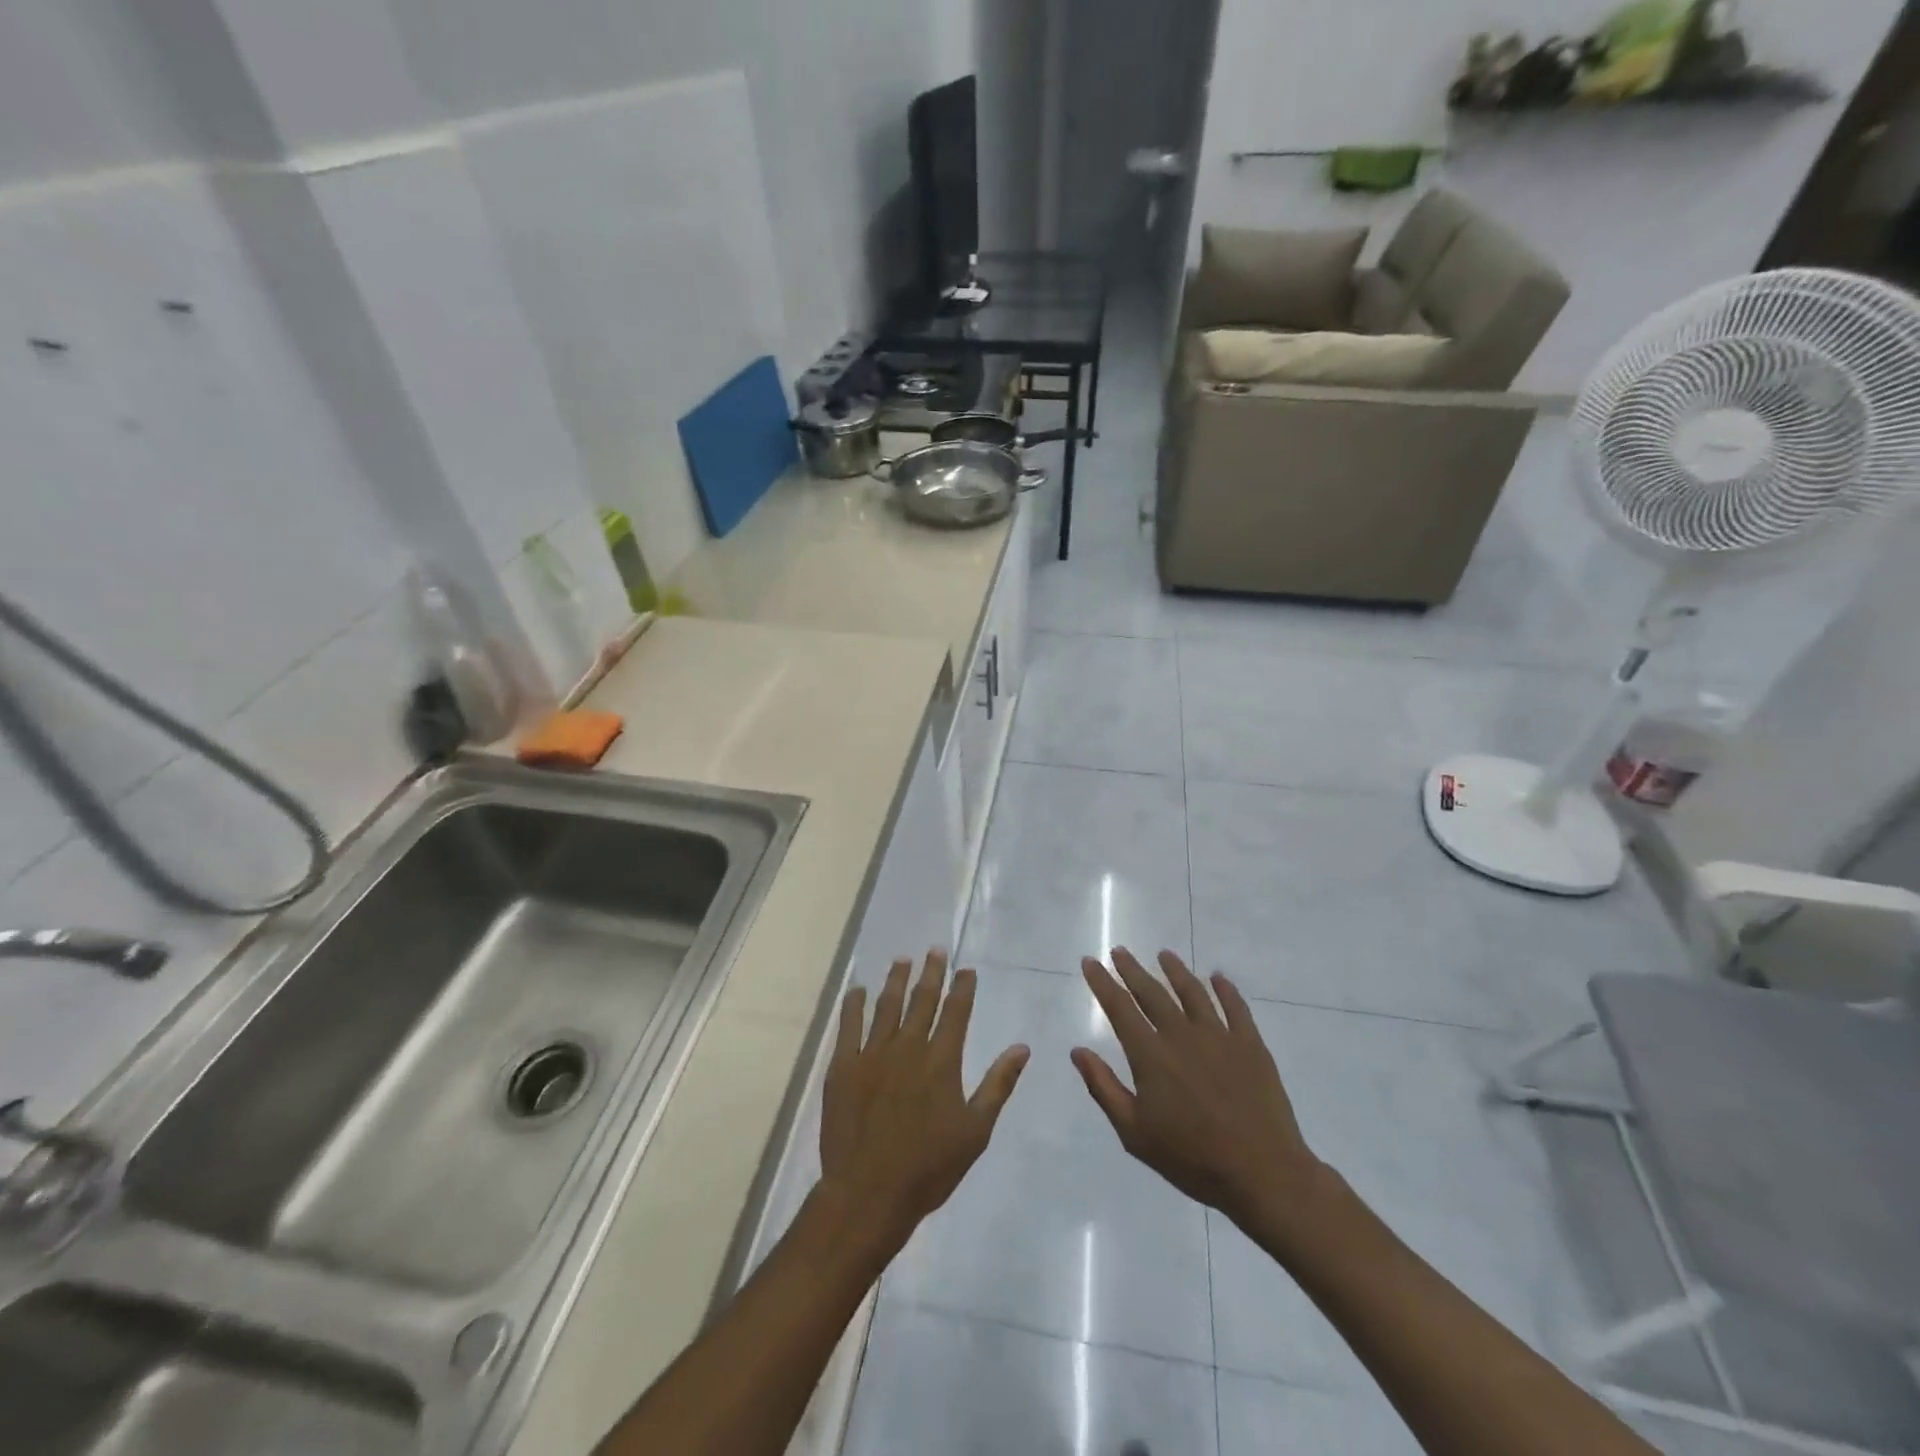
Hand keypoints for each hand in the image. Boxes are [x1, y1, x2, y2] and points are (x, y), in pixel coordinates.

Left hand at [818, 952, 1029, 1252]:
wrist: (869, 1193)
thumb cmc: (928, 1167)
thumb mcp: (975, 1131)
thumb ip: (998, 1085)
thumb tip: (1021, 1048)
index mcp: (941, 1061)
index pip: (956, 1012)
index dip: (962, 987)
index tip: (965, 969)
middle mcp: (908, 1047)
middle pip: (922, 1000)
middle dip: (931, 972)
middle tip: (935, 950)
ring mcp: (873, 1054)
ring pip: (886, 1006)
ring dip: (896, 980)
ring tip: (903, 960)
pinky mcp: (844, 1067)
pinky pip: (849, 1026)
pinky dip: (854, 1004)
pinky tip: (857, 989)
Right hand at [1073, 949, 1327, 1233]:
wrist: (1262, 1173)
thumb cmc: (1191, 1158)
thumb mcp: (1134, 1133)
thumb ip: (1104, 1088)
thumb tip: (1078, 1051)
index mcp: (1151, 1055)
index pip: (1120, 1008)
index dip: (1103, 983)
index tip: (1090, 961)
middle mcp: (1181, 1035)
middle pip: (1152, 993)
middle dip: (1132, 970)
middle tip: (1120, 951)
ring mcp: (1219, 1036)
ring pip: (1193, 992)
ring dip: (1176, 971)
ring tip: (1164, 955)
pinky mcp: (1250, 1045)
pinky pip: (1236, 1007)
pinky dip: (1225, 989)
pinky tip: (1217, 978)